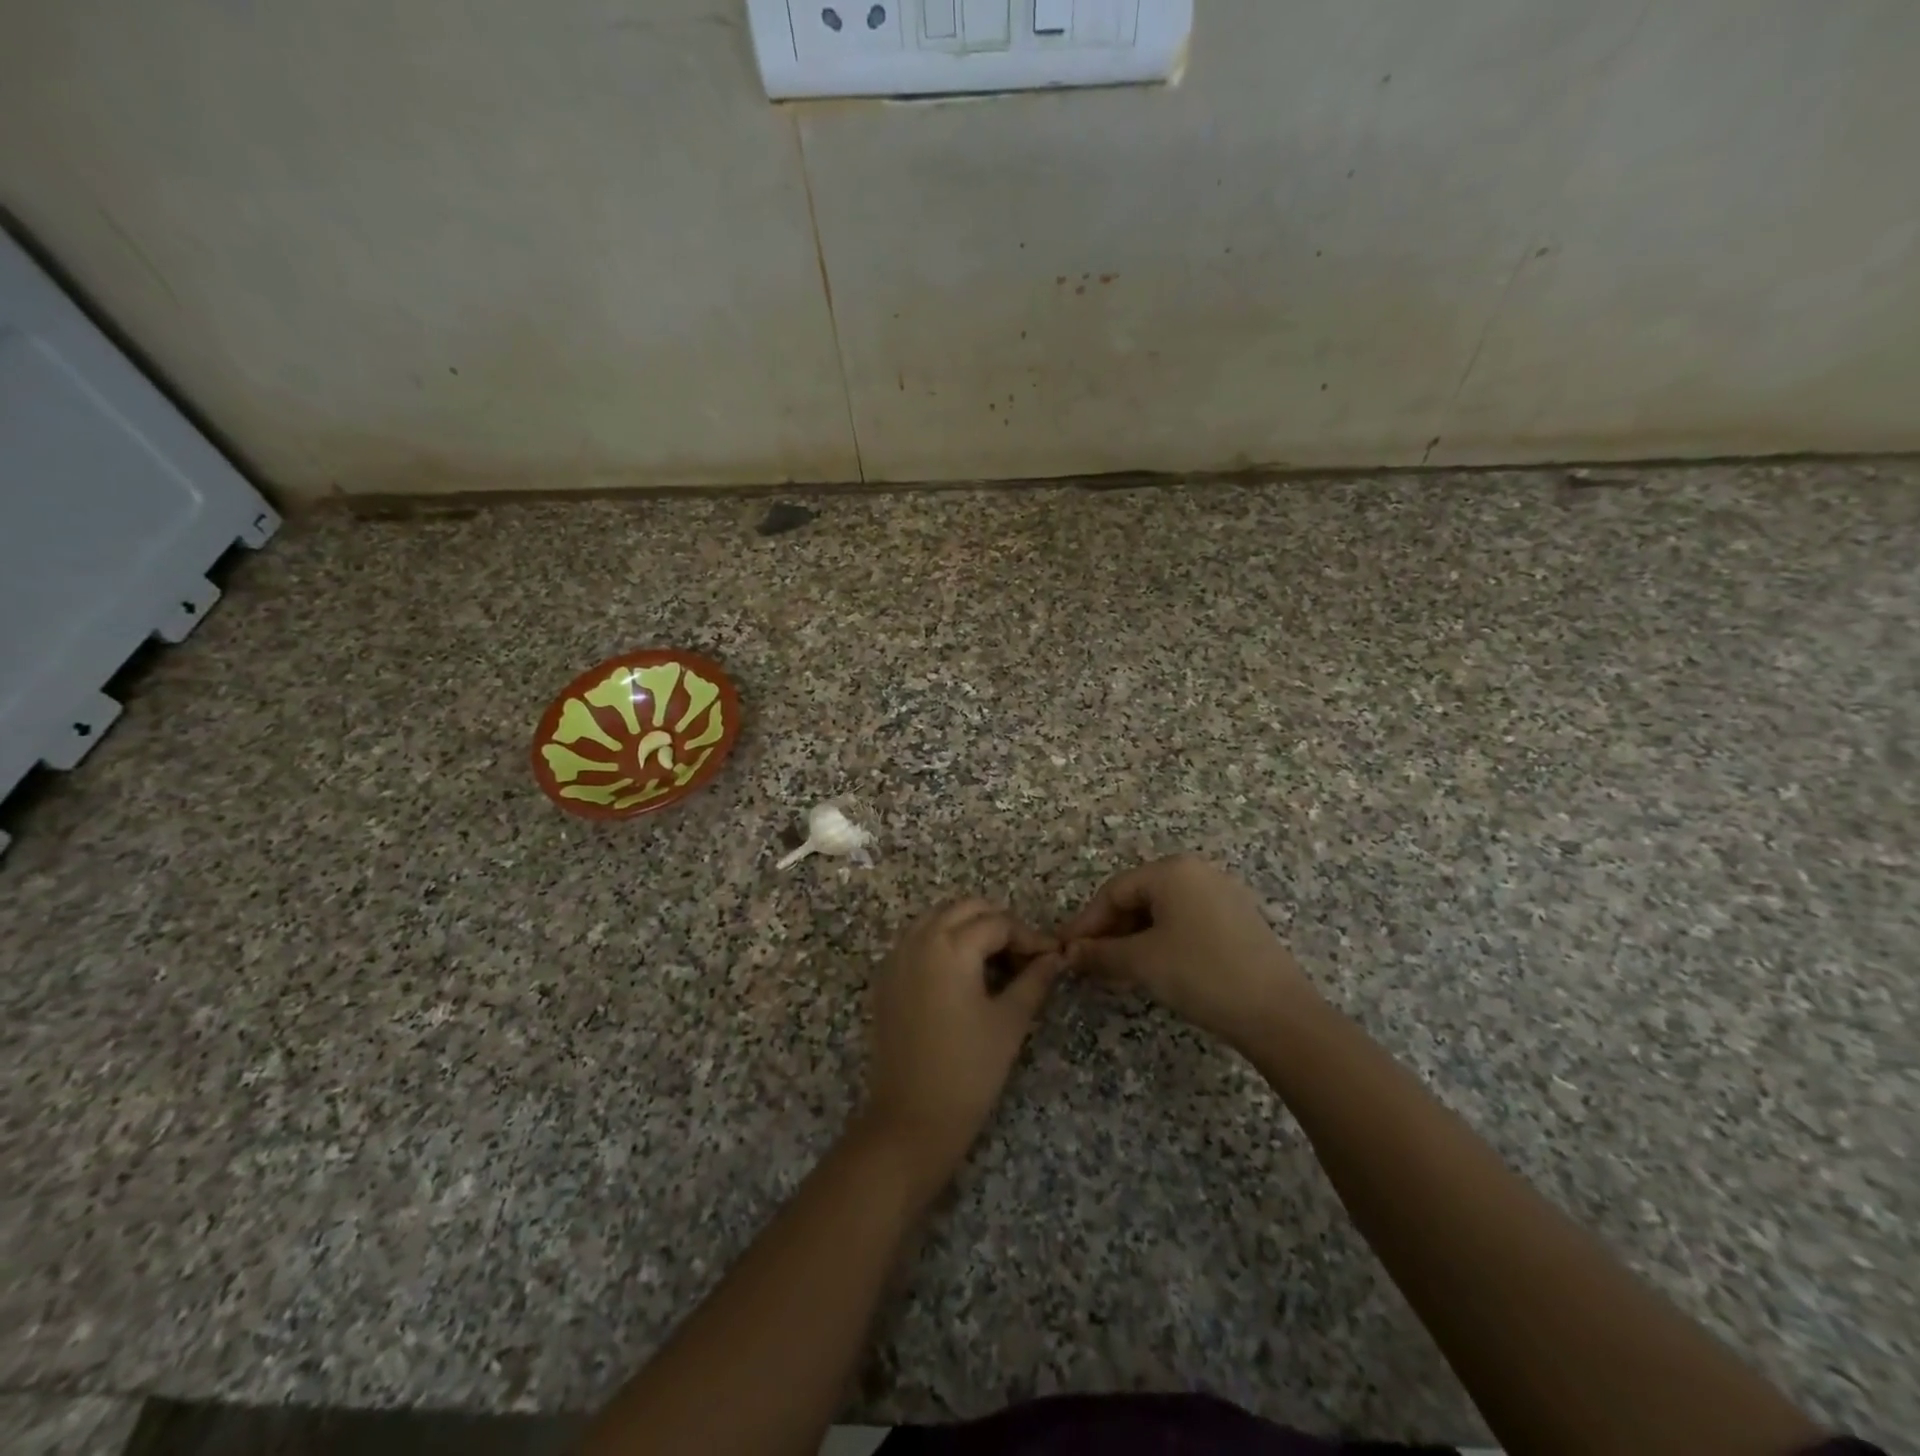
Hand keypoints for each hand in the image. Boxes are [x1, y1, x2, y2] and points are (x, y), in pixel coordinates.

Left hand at [858, 899, 1063, 1194]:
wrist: (910, 1119)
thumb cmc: (968, 1071)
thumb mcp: (1009, 1022)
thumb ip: (1034, 980)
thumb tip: (1055, 957)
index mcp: (951, 946)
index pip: (998, 922)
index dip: (1029, 937)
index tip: (1051, 958)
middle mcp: (919, 939)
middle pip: (965, 908)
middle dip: (998, 923)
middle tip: (1024, 956)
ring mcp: (896, 956)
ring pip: (938, 918)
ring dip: (968, 928)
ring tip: (996, 961)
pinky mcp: (885, 978)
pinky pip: (917, 940)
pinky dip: (942, 942)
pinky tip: (962, 973)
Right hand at [1060, 855, 1320, 1055]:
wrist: (1277, 1013)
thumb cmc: (1200, 973)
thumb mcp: (1141, 962)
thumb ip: (1100, 953)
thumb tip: (1069, 954)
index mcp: (1172, 870)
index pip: (1113, 891)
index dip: (1086, 922)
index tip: (1066, 951)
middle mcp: (1197, 872)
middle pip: (1138, 898)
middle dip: (1110, 931)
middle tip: (1089, 963)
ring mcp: (1222, 895)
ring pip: (1162, 912)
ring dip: (1133, 940)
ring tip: (1116, 971)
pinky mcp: (1238, 920)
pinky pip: (1186, 923)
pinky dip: (1162, 942)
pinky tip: (1153, 970)